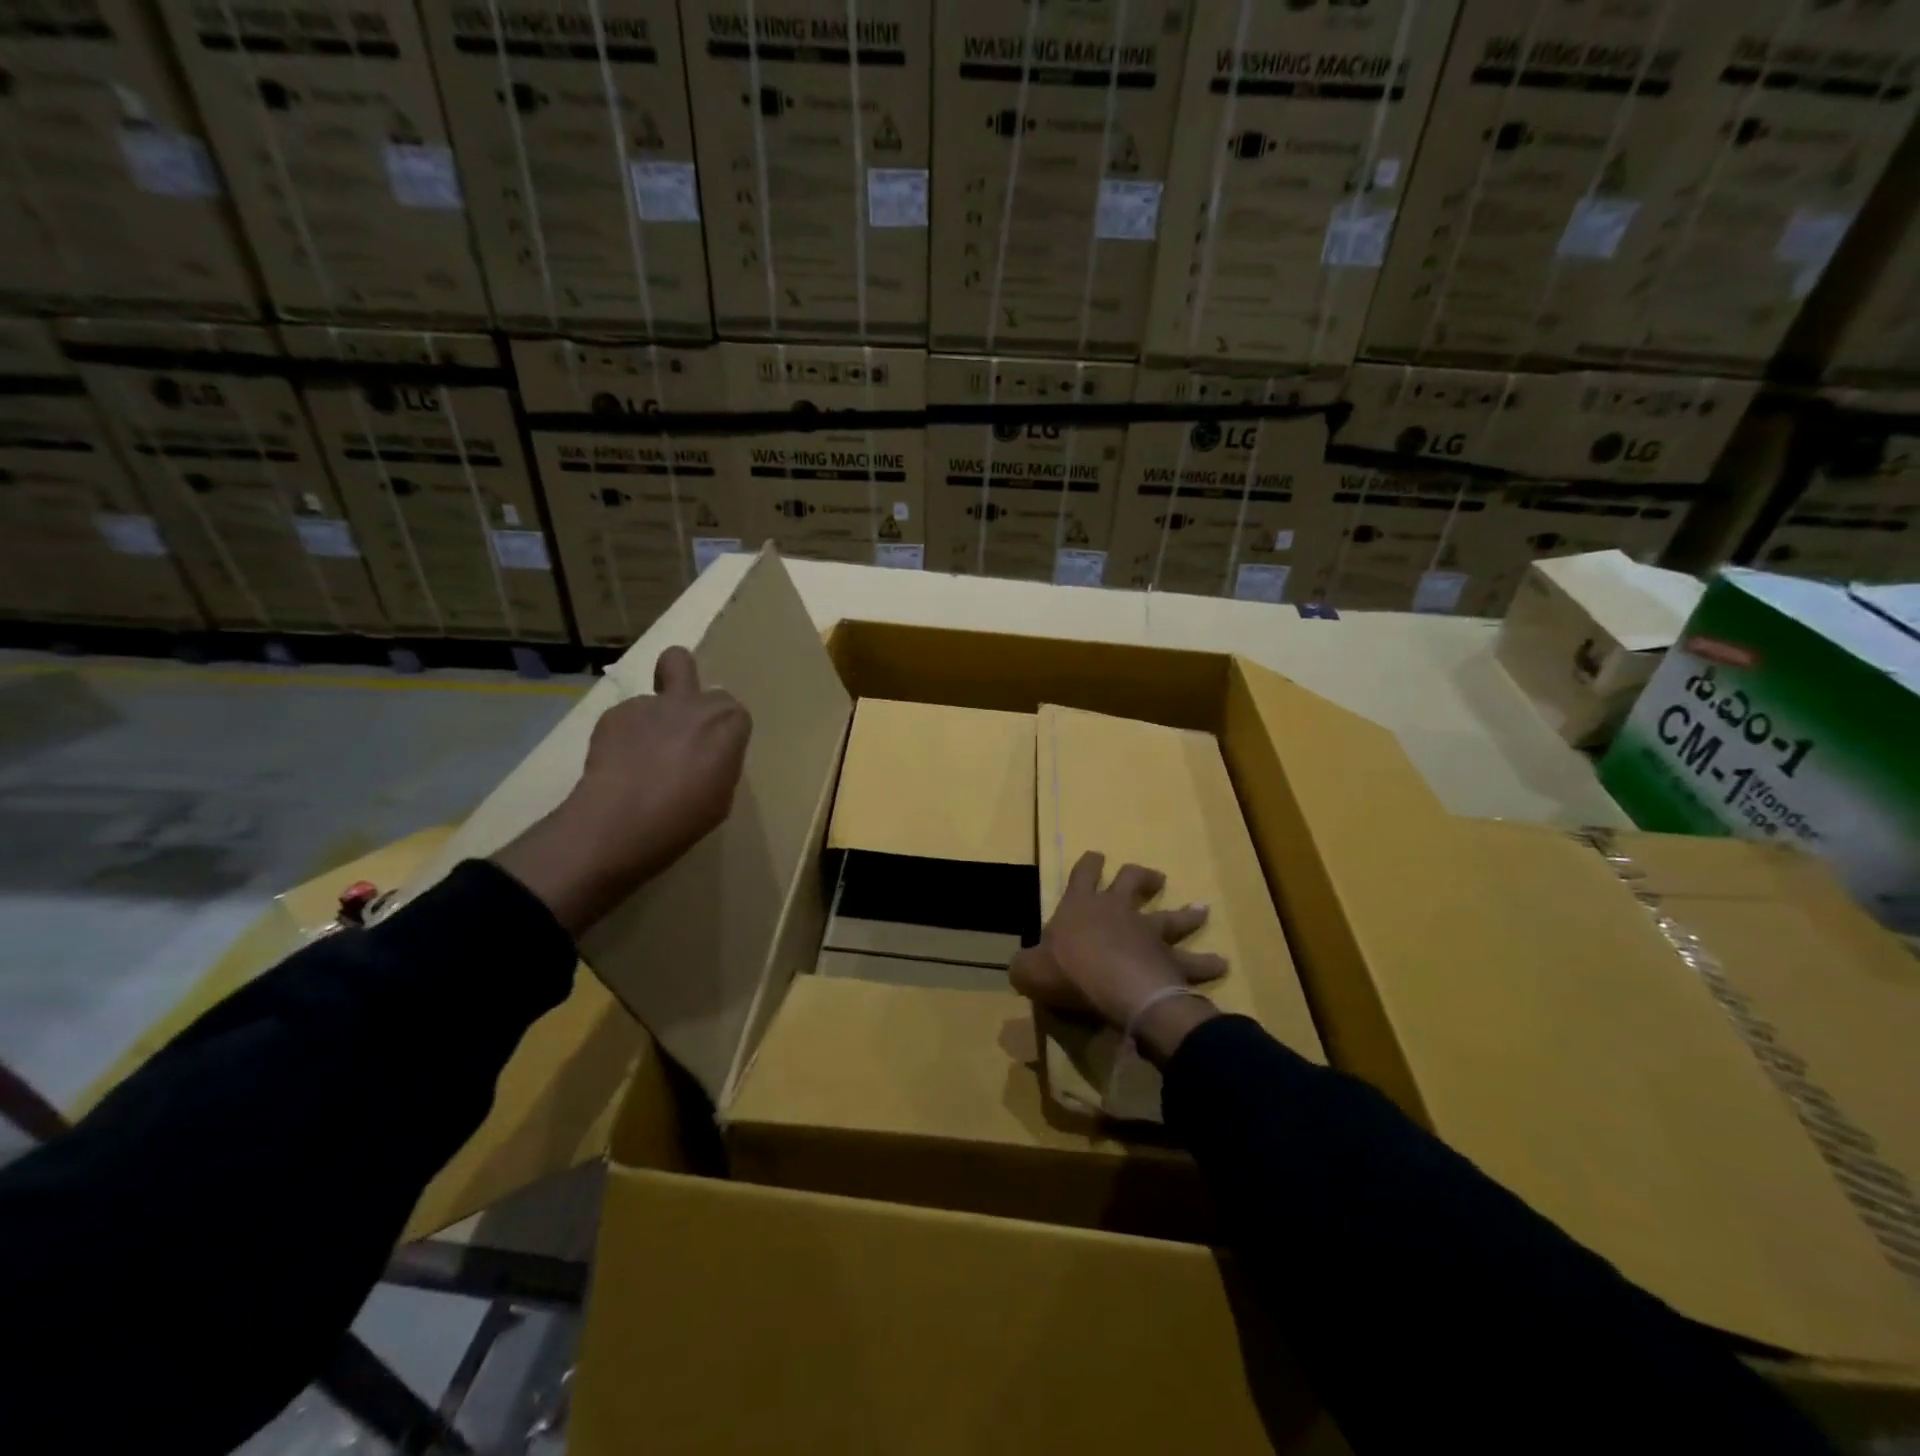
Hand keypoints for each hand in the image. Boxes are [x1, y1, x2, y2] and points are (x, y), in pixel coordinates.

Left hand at [494, 647, 750, 934]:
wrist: (622, 820)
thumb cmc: (685, 817)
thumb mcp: (722, 796)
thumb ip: (720, 762)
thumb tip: (707, 755)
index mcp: (728, 724)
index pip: (734, 711)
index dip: (723, 730)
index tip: (715, 752)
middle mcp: (692, 703)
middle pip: (684, 664)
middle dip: (682, 685)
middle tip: (677, 724)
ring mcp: (650, 704)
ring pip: (651, 694)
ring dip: (652, 717)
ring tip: (640, 755)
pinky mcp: (614, 714)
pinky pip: (626, 717)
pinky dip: (625, 735)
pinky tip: (618, 764)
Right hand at [1010, 852, 1225, 1062]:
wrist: (1116, 988)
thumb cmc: (1069, 972)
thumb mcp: (1029, 970)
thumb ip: (1024, 966)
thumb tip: (1020, 967)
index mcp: (1081, 906)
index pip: (1083, 874)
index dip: (1089, 863)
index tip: (1096, 855)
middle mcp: (1118, 911)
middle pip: (1132, 882)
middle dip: (1141, 877)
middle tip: (1152, 877)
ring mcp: (1149, 933)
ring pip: (1172, 917)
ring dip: (1187, 914)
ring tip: (1201, 909)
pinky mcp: (1171, 960)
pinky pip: (1193, 962)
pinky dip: (1207, 964)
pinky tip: (1221, 964)